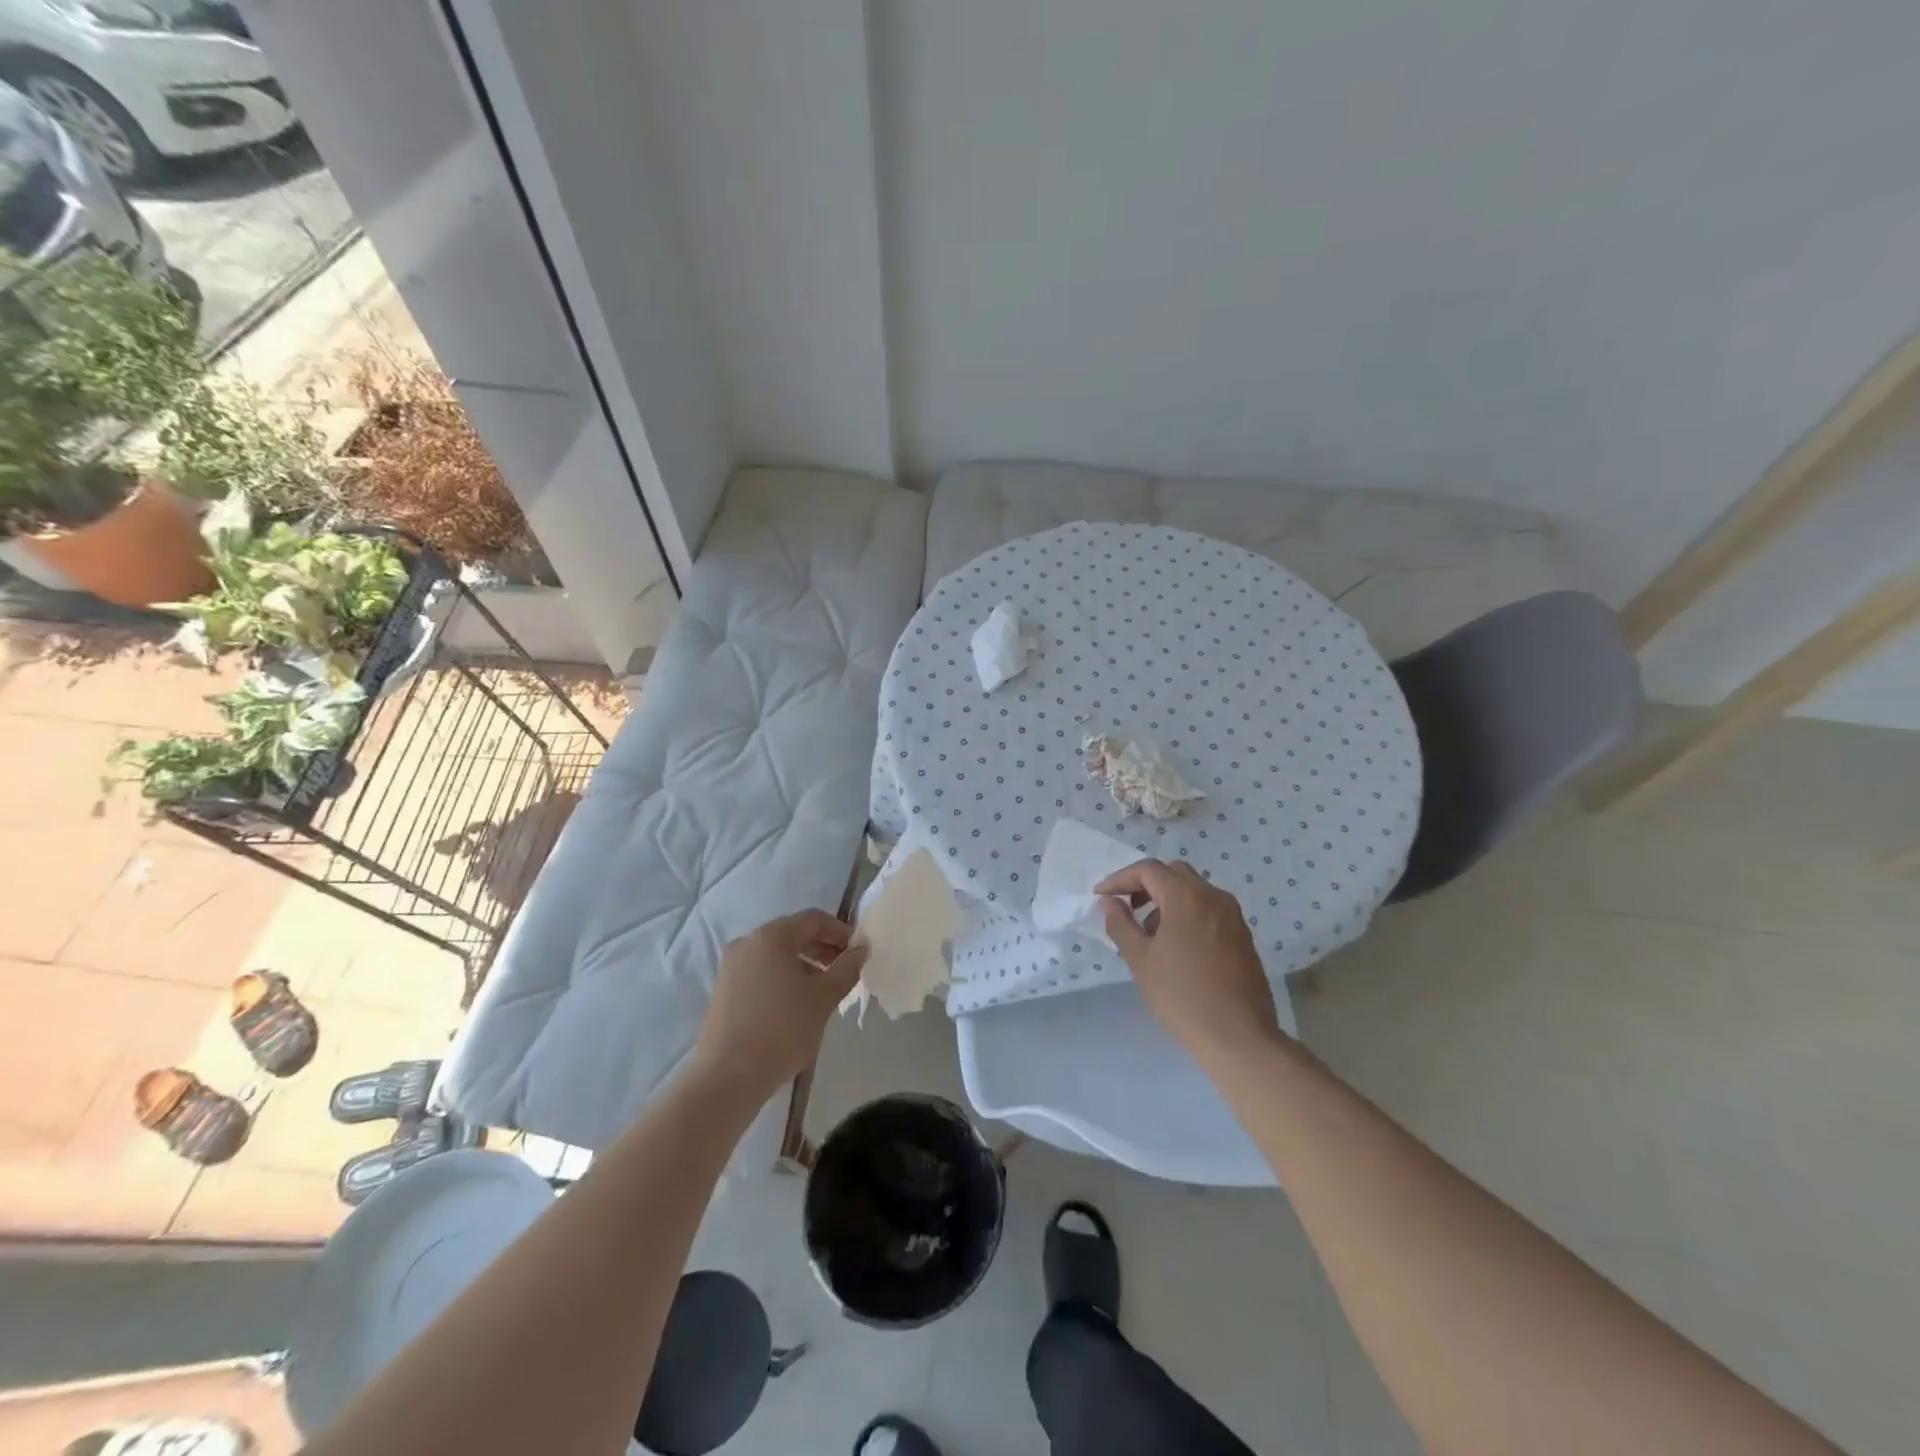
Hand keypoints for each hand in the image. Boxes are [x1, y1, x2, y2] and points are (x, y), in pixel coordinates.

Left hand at [692, 910, 865, 1101]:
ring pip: (776, 954)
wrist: (727, 1077)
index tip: (858, 951)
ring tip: (825, 989)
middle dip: (823, 948)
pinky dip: (783, 977)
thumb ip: (846, 968)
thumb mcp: (824, 998)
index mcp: (771, 937)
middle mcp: (747, 943)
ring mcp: (731, 967)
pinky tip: (797, 1003)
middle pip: (793, 934)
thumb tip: (859, 950)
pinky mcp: (724, 990)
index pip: (813, 920)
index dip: (840, 931)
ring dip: (804, 964)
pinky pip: (761, 971)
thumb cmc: (782, 1030)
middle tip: (845, 970)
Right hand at [1097, 859, 1283, 1069]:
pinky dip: (1186, 913)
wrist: (1239, 1037)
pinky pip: (1208, 908)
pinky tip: (1176, 945)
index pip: (1148, 870)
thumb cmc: (1182, 996)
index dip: (1120, 879)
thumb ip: (1121, 924)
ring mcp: (1233, 915)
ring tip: (1148, 932)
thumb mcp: (1140, 960)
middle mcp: (1213, 896)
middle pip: (1173, 873)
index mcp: (1186, 897)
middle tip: (1125, 907)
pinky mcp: (1242, 934)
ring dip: (1166, 899)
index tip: (1101, 897)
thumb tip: (1110, 902)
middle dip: (1144, 885)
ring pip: (1193, 890)